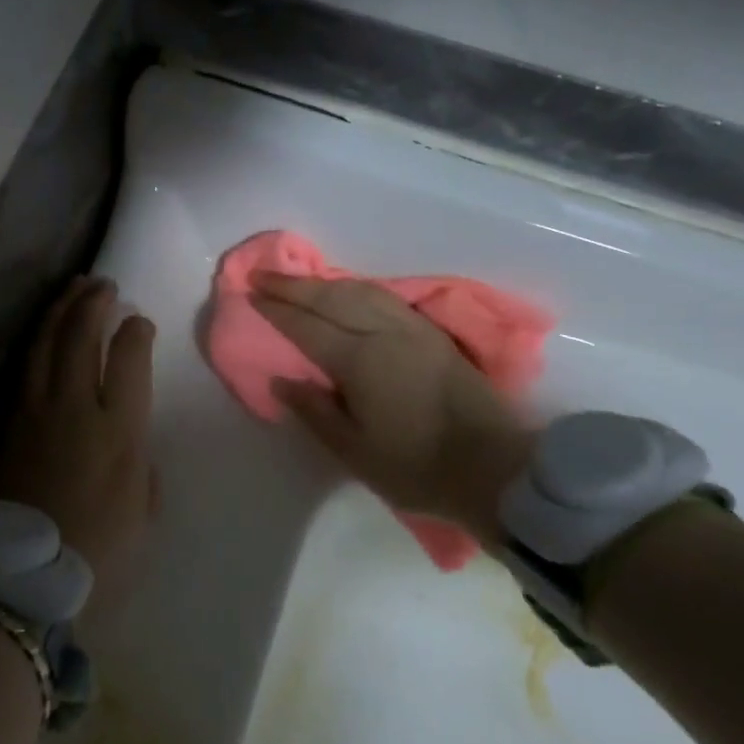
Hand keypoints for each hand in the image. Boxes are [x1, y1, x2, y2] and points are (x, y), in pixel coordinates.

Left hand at [0, 276, 157, 618]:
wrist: (17, 577)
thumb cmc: (94, 553)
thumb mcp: (140, 514)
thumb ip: (142, 470)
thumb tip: (133, 446)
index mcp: (119, 429)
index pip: (128, 358)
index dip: (135, 332)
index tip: (139, 322)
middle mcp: (76, 406)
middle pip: (82, 337)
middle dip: (95, 304)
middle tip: (104, 285)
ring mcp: (34, 410)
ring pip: (47, 342)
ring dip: (62, 310)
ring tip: (75, 289)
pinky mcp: (4, 421)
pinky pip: (23, 366)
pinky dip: (36, 338)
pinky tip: (43, 329)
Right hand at [252, 273, 533, 542]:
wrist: (493, 467)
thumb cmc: (416, 467)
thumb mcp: (354, 451)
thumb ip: (314, 411)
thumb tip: (281, 379)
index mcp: (360, 361)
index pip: (307, 326)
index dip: (276, 309)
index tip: (250, 294)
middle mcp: (384, 333)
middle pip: (331, 298)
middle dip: (294, 285)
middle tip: (262, 276)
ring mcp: (413, 329)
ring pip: (361, 291)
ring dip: (325, 282)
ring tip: (299, 282)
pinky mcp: (433, 334)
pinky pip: (384, 297)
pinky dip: (356, 289)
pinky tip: (348, 294)